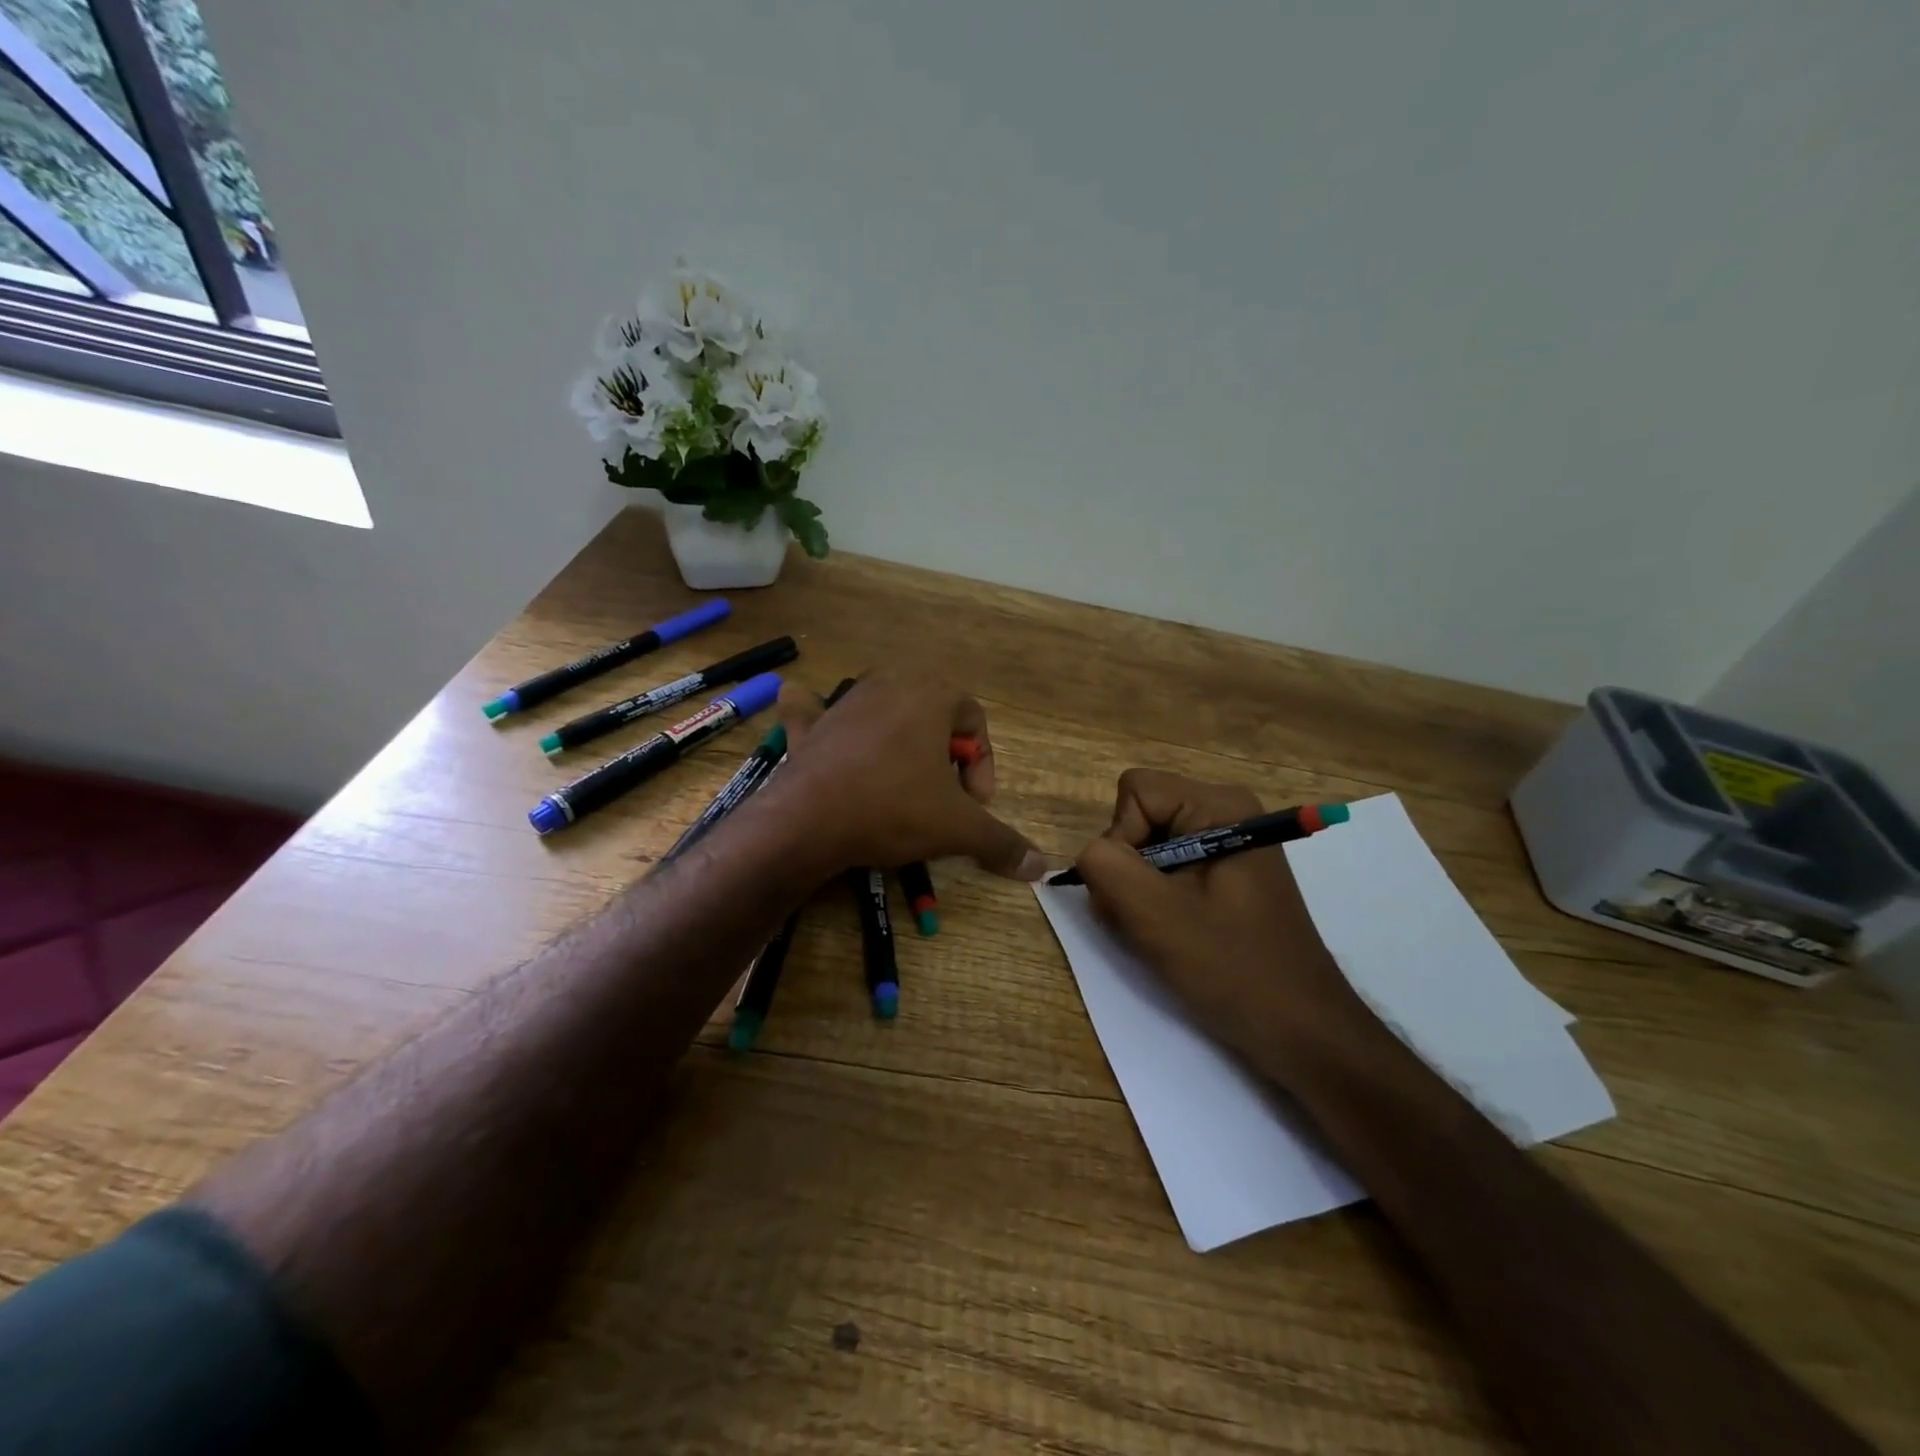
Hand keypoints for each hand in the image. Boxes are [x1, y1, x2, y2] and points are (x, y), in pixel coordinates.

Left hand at [758, 673, 1045, 880]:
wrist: (809, 820)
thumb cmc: (894, 808)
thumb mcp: (958, 827)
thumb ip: (1001, 841)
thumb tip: (1041, 866)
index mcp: (931, 693)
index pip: (975, 721)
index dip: (983, 765)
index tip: (975, 805)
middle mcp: (889, 684)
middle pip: (933, 714)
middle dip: (944, 753)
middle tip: (941, 795)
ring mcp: (844, 701)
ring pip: (883, 712)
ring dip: (899, 741)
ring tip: (899, 786)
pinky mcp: (810, 726)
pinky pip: (813, 711)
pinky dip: (814, 714)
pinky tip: (812, 716)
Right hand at [1072, 770, 1371, 1079]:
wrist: (1302, 1030)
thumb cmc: (1232, 967)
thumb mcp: (1155, 915)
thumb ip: (1106, 866)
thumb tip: (1091, 853)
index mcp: (1220, 806)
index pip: (1135, 793)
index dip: (1122, 838)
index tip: (1140, 891)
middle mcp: (1227, 812)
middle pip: (1141, 817)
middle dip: (1127, 868)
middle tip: (1143, 919)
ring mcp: (1229, 844)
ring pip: (1149, 846)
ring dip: (1138, 890)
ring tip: (1158, 933)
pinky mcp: (1228, 874)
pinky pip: (1169, 868)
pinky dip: (1156, 900)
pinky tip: (1171, 934)